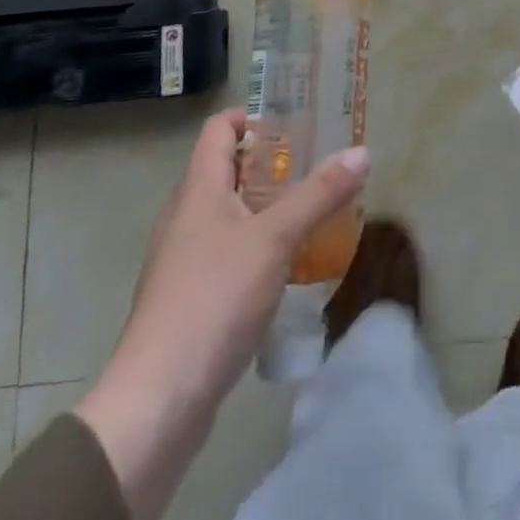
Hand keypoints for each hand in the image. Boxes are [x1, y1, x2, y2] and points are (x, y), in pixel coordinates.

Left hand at [75, 109, 369, 519]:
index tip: (296, 123)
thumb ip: (319, 194)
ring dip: (269, 207)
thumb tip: (361, 152)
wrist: (158, 402)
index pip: (220, 128)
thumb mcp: (275, 239)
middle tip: (318, 165)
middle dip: (273, 163)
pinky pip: (229, 253)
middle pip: (228, 170)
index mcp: (198, 190)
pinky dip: (259, 247)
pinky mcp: (191, 299)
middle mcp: (186, 216)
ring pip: (231, 214)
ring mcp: (184, 260)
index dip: (254, 116)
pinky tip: (290, 265)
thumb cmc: (213, 300)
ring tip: (313, 211)